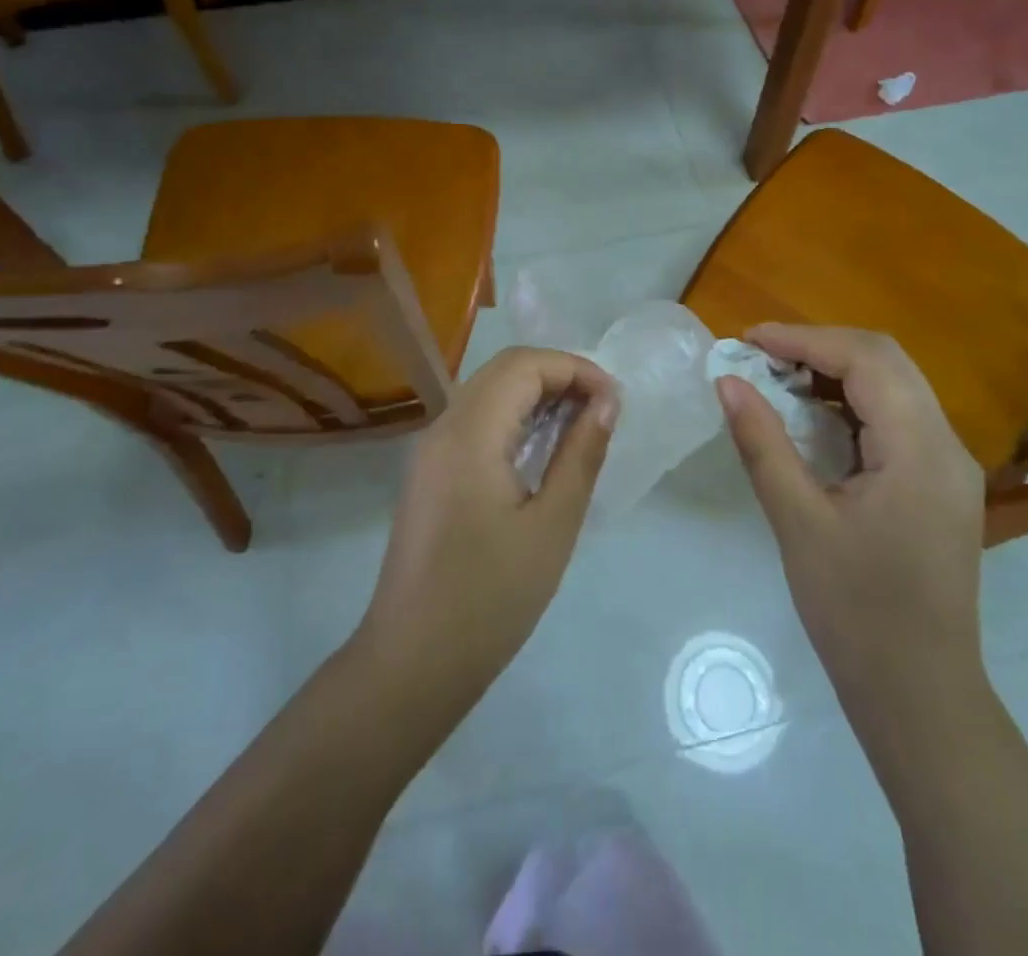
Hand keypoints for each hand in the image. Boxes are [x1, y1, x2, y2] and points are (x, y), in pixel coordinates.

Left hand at [354, 347, 617, 712]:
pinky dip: (514, 419)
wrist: (412, 663)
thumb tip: (607, 402)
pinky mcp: (430, 472)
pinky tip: (543, 450)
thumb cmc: (490, 598)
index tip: (615, 401)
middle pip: (504, 370)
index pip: (524, 365)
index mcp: (469, 433)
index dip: (575, 369)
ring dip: (536, 396)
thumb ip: (580, 454)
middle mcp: (443, 427)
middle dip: (558, 376)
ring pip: (488, 392)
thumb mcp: (551, 525)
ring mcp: (430, 450)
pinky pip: (476, 421)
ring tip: (582, 426)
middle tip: (602, 410)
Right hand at [716, 324, 986, 705]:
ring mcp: (950, 465)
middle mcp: (947, 445)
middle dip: (820, 346)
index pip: (866, 360)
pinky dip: (853, 402)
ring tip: (778, 377)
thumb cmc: (856, 612)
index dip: (804, 338)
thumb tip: (727, 381)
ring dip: (837, 371)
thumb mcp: (798, 523)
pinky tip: (813, 416)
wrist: (920, 695)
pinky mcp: (940, 484)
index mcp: (920, 450)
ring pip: (895, 385)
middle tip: (760, 355)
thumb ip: (762, 443)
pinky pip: (898, 418)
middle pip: (887, 361)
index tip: (748, 339)